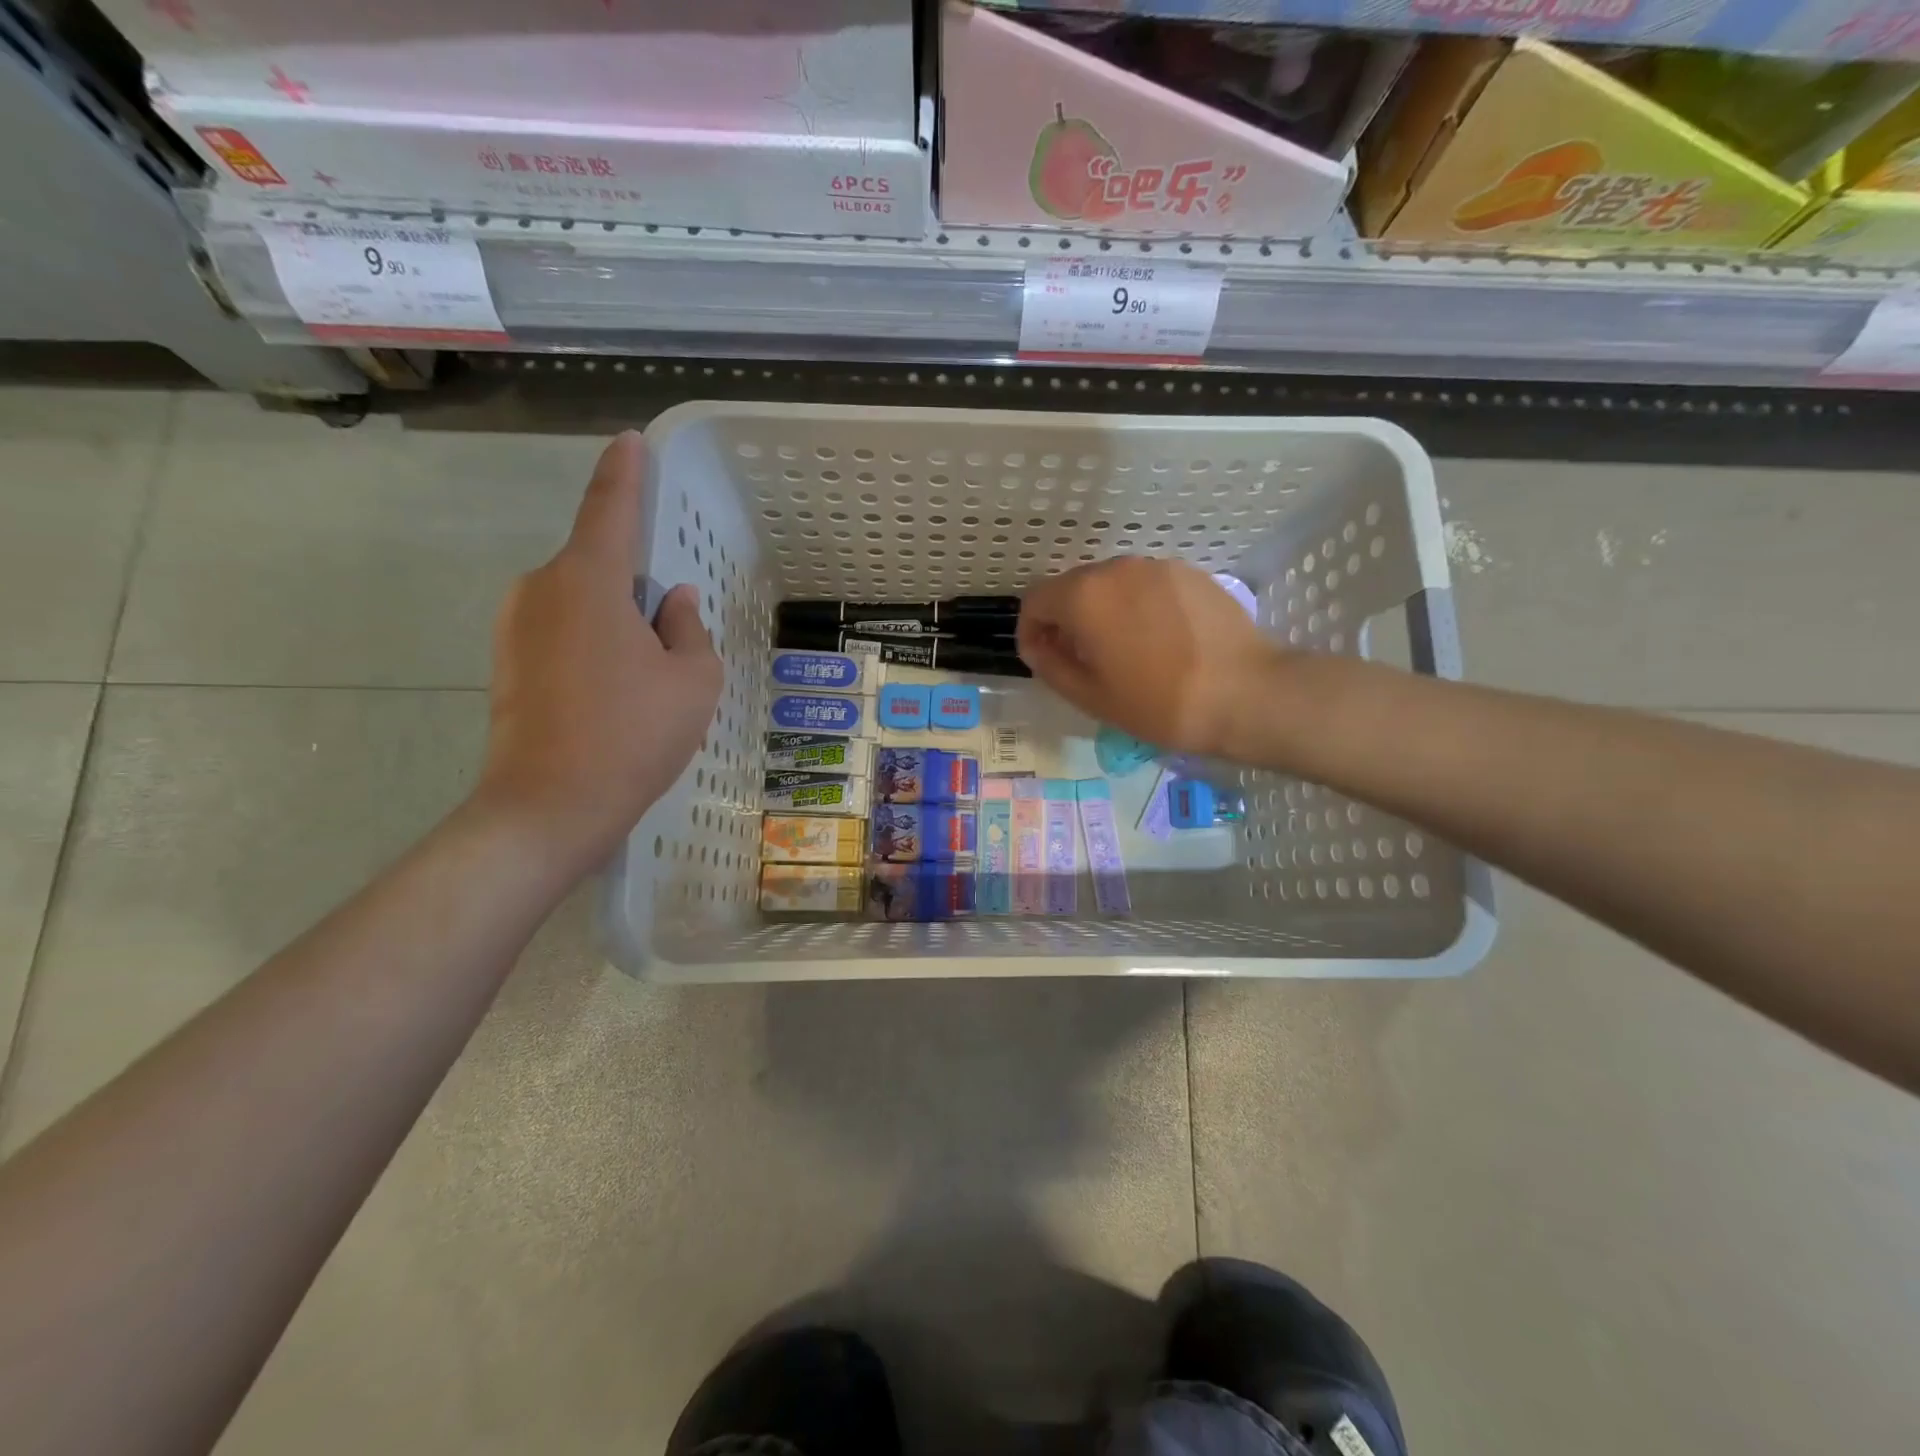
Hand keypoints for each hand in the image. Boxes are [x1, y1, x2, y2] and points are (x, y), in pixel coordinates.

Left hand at [475, 432, 722, 876]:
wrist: (548, 808)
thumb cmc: (633, 735)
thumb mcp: (692, 681)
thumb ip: (688, 629)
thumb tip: (672, 601)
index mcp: (588, 580)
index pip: (610, 507)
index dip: (624, 472)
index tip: (629, 441)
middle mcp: (541, 589)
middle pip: (598, 566)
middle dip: (636, 587)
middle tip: (671, 637)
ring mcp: (515, 627)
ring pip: (581, 603)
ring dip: (616, 623)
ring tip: (647, 680)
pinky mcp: (506, 663)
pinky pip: (562, 632)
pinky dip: (594, 647)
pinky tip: (616, 696)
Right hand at [1017, 557, 1280, 757]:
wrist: (1245, 693)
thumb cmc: (1159, 703)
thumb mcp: (1090, 697)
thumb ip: (1050, 665)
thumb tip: (1037, 645)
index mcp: (1084, 596)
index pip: (1035, 600)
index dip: (1030, 631)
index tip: (1044, 660)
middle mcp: (1116, 569)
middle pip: (1072, 588)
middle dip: (1066, 621)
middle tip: (1084, 661)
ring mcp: (1156, 567)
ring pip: (1110, 585)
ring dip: (1103, 612)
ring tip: (1125, 653)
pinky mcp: (1189, 573)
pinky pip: (1145, 586)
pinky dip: (1138, 607)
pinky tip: (1160, 642)